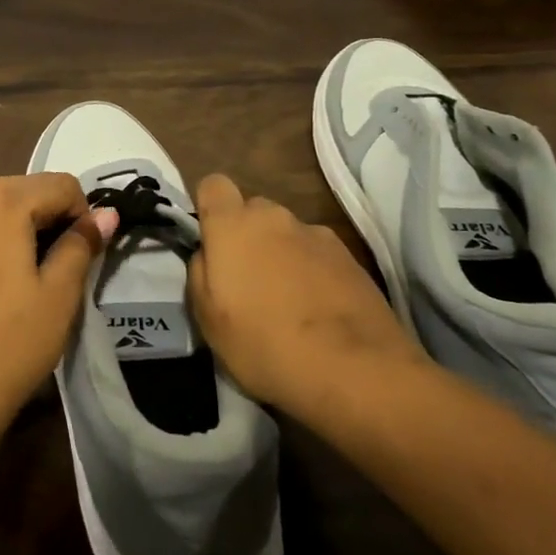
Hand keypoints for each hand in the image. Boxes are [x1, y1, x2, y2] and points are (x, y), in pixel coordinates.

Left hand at [0, 170, 116, 451]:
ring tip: (2, 251)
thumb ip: (82, 245)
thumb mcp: (60, 297)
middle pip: (14, 185)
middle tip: (49, 258)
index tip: (83, 250)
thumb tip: (104, 214)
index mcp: (4, 203)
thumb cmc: (10, 346)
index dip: (81, 212)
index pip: (59, 184)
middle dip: (39, 210)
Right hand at [188, 175, 426, 417]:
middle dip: (247, 236)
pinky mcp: (349, 256)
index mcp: (234, 225)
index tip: (211, 243)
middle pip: (253, 211)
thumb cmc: (265, 344)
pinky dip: (313, 272)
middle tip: (248, 282)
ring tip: (289, 302)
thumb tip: (208, 254)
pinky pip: (317, 254)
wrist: (354, 369)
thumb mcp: (208, 320)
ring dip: (282, 255)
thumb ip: (200, 273)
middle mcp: (275, 217)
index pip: (213, 185)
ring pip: (287, 233)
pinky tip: (318, 309)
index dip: (210, 209)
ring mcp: (316, 234)